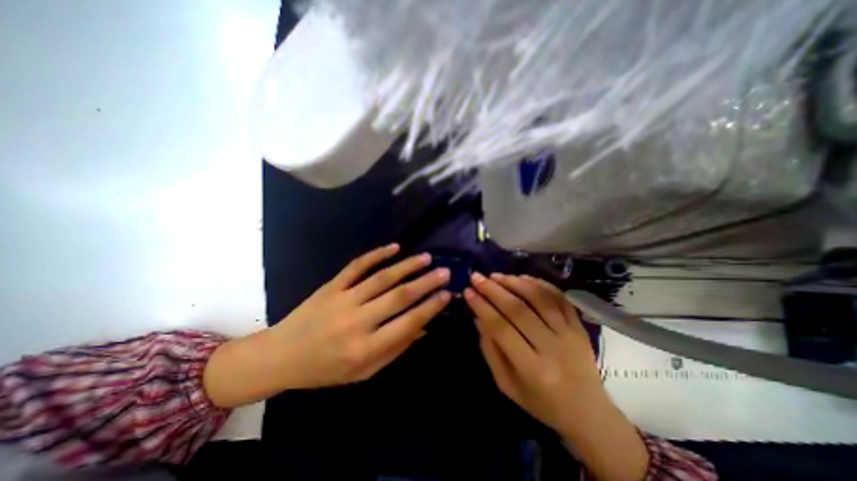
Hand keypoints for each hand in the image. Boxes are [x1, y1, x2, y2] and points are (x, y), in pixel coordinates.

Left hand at [202, 247, 450, 407]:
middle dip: (426, 283)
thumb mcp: (364, 372)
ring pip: (382, 277)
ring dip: (407, 265)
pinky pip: (357, 266)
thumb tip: (423, 327)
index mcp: (366, 348)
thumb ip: (395, 349)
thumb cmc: (325, 370)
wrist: (281, 356)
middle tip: (445, 271)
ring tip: (427, 257)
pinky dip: (376, 255)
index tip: (447, 294)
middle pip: (399, 296)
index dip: (431, 307)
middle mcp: (357, 321)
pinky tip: (394, 247)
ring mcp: (343, 299)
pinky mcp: (331, 285)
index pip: (408, 323)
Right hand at [466, 272, 596, 433]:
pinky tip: (523, 277)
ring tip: (496, 275)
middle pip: (519, 310)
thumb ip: (491, 351)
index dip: (482, 307)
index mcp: (533, 370)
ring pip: (540, 299)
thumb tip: (478, 317)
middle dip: (494, 290)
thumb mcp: (507, 385)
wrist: (589, 413)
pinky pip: (560, 298)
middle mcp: (553, 348)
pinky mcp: (580, 326)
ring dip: (515, 283)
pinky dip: (540, 284)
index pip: (502, 329)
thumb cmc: (541, 403)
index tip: (468, 291)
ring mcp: (570, 334)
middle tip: (477, 277)